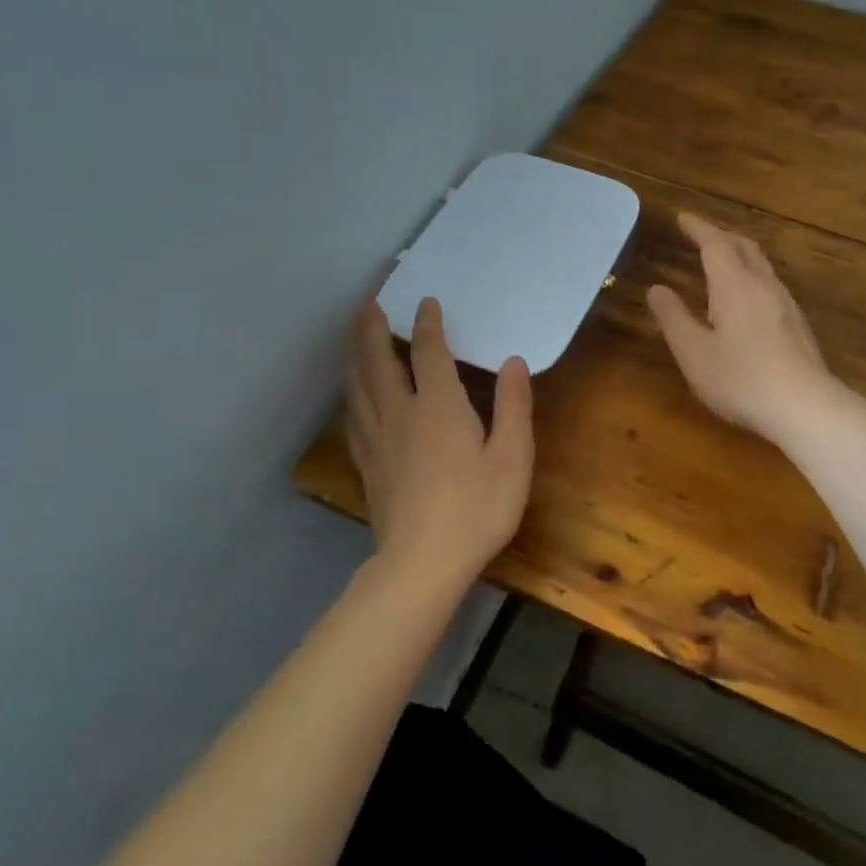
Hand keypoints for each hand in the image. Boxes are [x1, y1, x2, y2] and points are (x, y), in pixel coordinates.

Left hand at [345, 297, 533, 584]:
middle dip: (372, 327)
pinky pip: (353, 413)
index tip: (426, 302)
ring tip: (354, 333)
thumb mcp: (512, 458)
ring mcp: (377, 438)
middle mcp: (400, 412)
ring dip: (354, 352)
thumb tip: (513, 361)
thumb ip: (513, 406)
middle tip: (369, 302)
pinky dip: (352, 390)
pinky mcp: (366, 462)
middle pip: (377, 360)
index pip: (429, 351)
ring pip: (358, 384)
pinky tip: (354, 392)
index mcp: (439, 406)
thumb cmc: (476, 509)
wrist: (422, 563)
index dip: (427, 324)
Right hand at [648, 212, 837, 446]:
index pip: (715, 244)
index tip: (682, 218)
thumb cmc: (741, 379)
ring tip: (723, 261)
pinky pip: (771, 285)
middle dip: (721, 235)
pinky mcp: (797, 325)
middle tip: (701, 234)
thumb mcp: (694, 352)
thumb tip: (656, 289)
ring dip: (740, 255)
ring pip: (762, 265)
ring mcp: (785, 304)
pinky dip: (752, 276)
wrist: (804, 406)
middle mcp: (763, 286)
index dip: (698, 228)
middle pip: (744, 247)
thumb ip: (674, 318)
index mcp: (734, 285)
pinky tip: (748, 298)